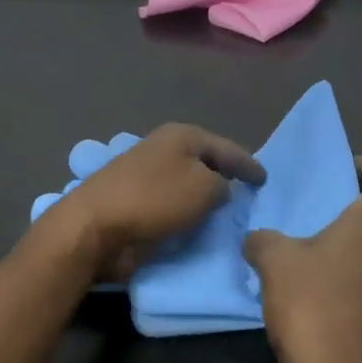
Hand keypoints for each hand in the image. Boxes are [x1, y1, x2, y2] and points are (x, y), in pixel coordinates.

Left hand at [50, 123, 265, 279]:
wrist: (96, 225)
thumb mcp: (204, 187)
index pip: (227, 148)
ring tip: (230, 215)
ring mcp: (147, 175)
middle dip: (227, 177)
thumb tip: (220, 189)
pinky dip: (187, 214)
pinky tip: (200, 226)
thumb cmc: (154, 199)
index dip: (248, 163)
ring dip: (206, 198)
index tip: (266, 179)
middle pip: (206, 163)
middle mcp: (165, 149)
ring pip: (188, 185)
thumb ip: (223, 186)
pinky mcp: (136, 202)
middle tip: (250, 196)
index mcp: (182, 136)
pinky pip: (173, 206)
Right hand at [243, 156, 361, 362]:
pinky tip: (307, 292)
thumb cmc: (312, 302)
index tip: (344, 172)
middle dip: (351, 211)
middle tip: (312, 216)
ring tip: (304, 255)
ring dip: (346, 249)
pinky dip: (345, 280)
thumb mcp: (274, 258)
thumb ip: (263, 239)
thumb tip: (257, 240)